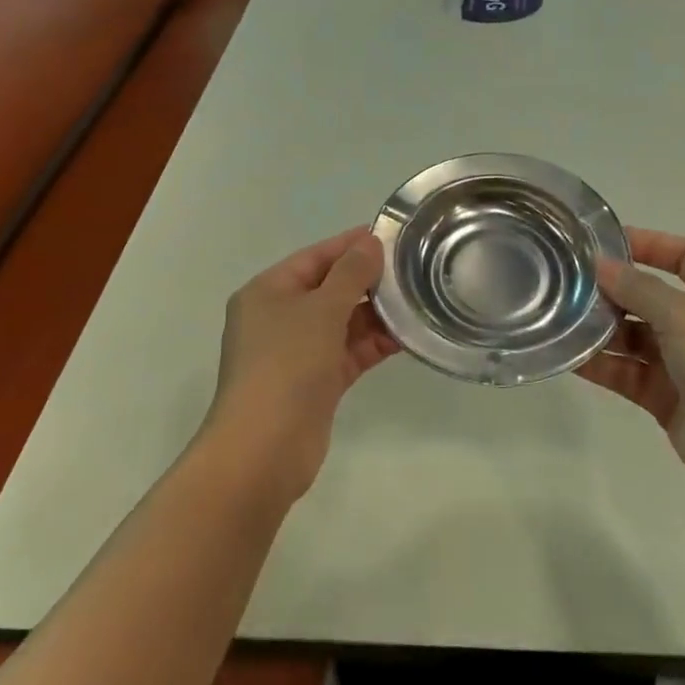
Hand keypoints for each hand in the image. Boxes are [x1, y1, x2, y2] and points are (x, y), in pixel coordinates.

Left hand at [203, 227, 400, 502]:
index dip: (351, 244)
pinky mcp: (316, 382)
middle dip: (369, 280)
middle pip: (330, 288)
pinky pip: (349, 352)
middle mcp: (279, 317)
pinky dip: (374, 344)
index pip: (315, 257)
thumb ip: (350, 274)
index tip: (393, 235)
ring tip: (420, 300)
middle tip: (415, 269)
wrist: (264, 449)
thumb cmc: (286, 365)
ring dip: (377, 314)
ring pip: (343, 322)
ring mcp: (297, 352)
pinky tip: (408, 336)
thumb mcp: (320, 310)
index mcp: (268, 291)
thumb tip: (370, 243)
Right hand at [576, 228, 684, 503]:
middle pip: (653, 295)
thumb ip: (637, 287)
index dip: (647, 244)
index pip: (684, 253)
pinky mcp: (670, 396)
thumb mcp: (683, 314)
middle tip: (567, 283)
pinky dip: (603, 364)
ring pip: (636, 335)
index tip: (601, 243)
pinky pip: (630, 372)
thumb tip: (600, 264)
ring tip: (560, 319)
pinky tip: (569, 357)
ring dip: (602, 328)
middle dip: (613, 290)